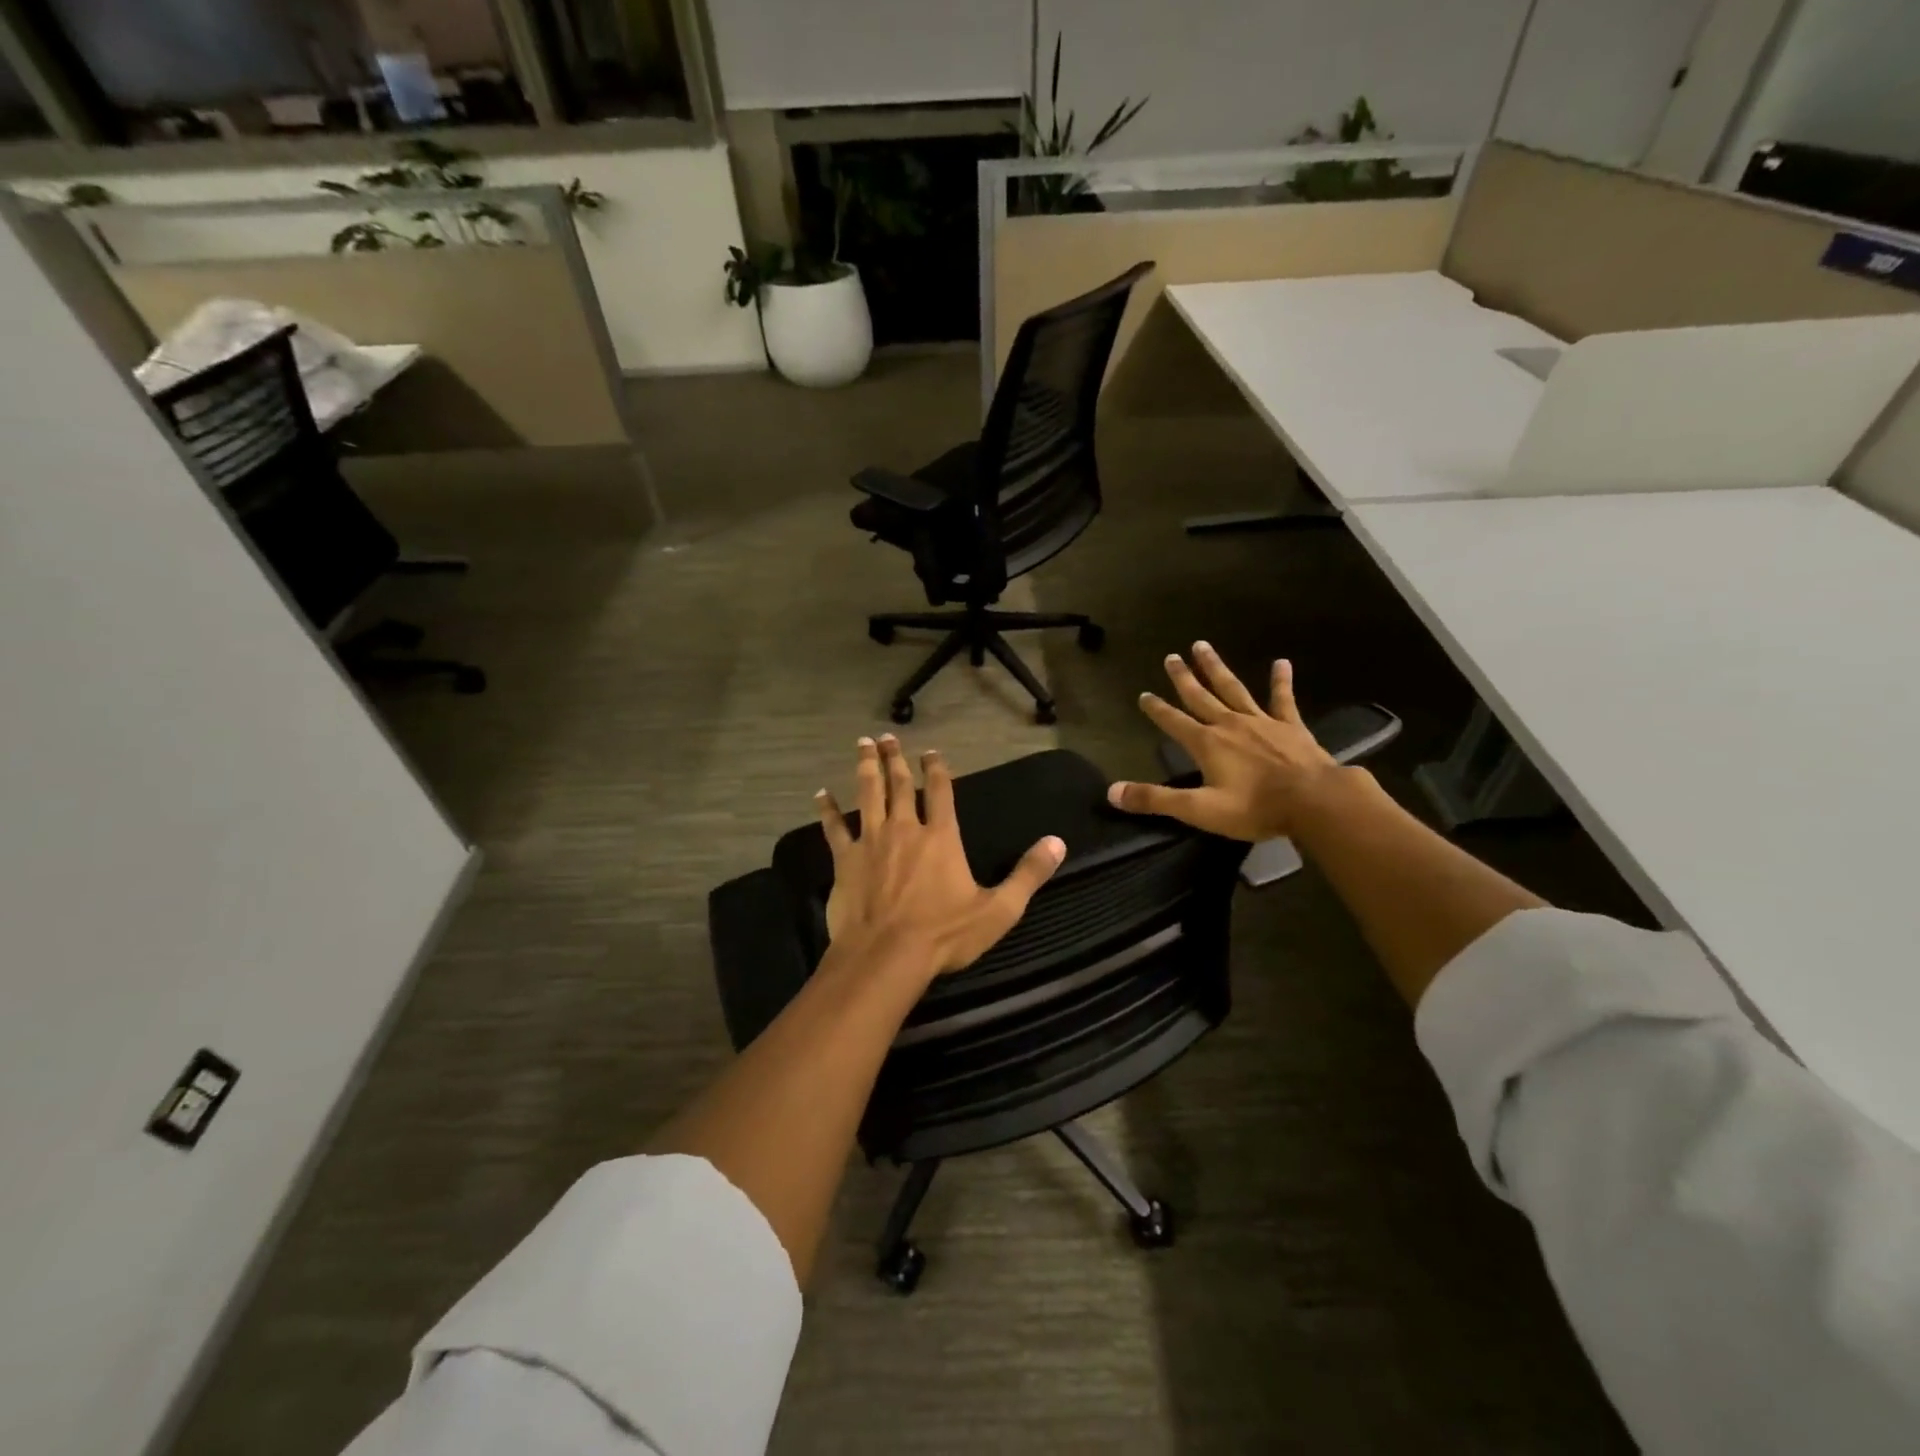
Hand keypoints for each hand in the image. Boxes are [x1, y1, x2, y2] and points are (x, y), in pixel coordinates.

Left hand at [817, 735, 1064, 978]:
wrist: (887, 956)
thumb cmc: (944, 935)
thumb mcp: (998, 910)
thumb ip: (1028, 874)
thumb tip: (1058, 842)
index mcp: (942, 837)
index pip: (942, 792)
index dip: (937, 769)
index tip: (931, 752)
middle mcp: (906, 829)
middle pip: (900, 784)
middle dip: (895, 758)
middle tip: (887, 737)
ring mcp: (872, 841)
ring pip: (868, 794)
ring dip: (867, 768)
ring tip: (862, 744)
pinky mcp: (845, 859)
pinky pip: (834, 828)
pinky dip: (827, 809)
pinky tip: (820, 794)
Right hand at [1107, 643, 1345, 840]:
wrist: (1314, 801)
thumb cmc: (1255, 807)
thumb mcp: (1199, 810)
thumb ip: (1156, 800)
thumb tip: (1112, 792)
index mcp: (1207, 744)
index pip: (1173, 722)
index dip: (1157, 709)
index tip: (1144, 695)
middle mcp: (1229, 725)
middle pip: (1200, 696)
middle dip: (1182, 677)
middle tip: (1170, 656)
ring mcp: (1261, 721)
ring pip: (1232, 688)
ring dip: (1216, 668)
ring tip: (1202, 646)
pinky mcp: (1290, 726)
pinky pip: (1282, 698)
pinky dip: (1281, 680)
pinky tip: (1282, 662)